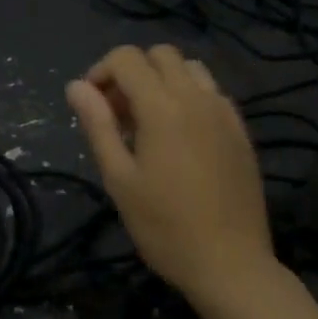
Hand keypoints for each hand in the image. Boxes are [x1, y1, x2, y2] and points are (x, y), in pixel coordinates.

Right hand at [66, 45, 274, 299]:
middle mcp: (197, 97)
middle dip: (132, 72)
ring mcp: (224, 112)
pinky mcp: (241, 130)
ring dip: (163, 80)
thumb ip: (98, 125)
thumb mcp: (119, 178)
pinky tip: (181, 136)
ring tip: (149, 121)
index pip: (127, 58)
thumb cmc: (164, 226)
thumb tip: (77, 86)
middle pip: (160, 54)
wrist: (230, 263)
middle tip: (118, 113)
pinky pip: (212, 92)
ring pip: (190, 68)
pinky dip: (189, 96)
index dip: (101, 71)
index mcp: (162, 107)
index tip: (92, 105)